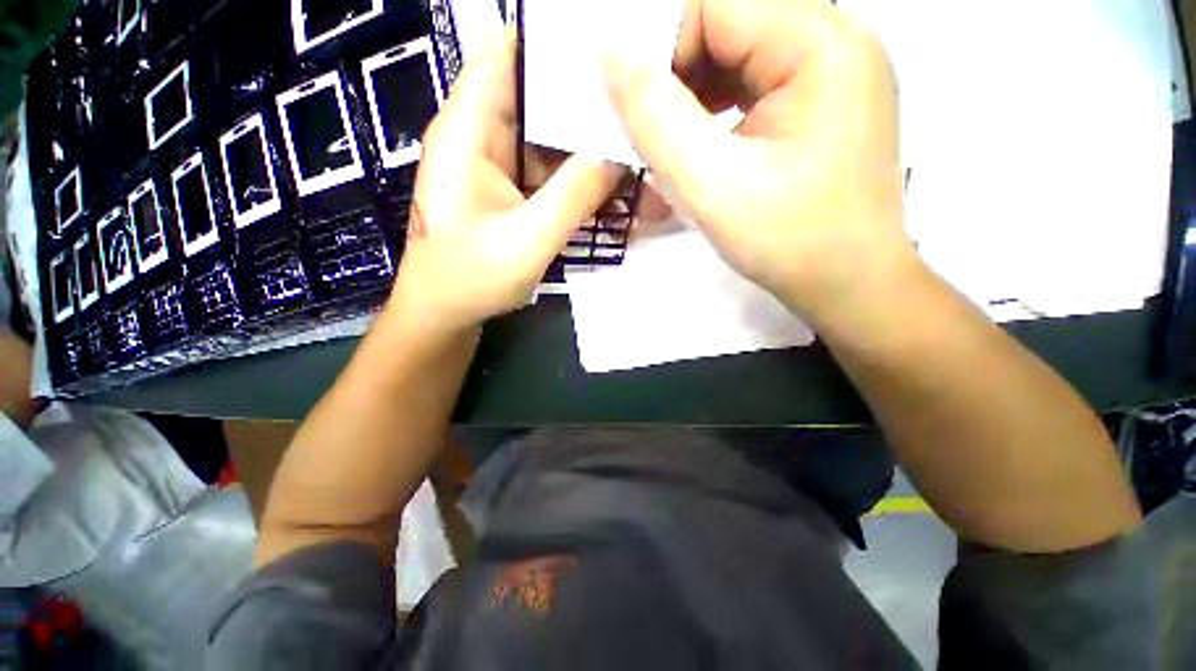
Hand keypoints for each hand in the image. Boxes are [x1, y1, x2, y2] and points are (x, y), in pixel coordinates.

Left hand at [391, 33, 621, 337]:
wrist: (444, 313)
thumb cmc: (470, 279)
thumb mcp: (527, 240)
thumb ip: (574, 195)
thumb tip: (620, 153)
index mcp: (468, 130)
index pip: (509, 53)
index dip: (557, 42)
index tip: (611, 48)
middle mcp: (481, 135)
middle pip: (538, 92)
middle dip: (587, 96)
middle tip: (641, 103)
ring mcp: (498, 163)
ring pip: (550, 134)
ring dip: (589, 140)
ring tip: (637, 140)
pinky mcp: (511, 188)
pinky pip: (551, 168)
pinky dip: (579, 172)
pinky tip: (612, 179)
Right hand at [605, 0, 912, 322]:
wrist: (849, 286)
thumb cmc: (788, 242)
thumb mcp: (711, 186)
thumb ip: (656, 120)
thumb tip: (611, 59)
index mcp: (820, 44)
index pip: (716, 4)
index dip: (664, 51)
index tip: (641, 115)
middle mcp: (834, 42)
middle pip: (728, 26)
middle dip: (678, 80)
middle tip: (654, 140)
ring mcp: (831, 75)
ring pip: (737, 59)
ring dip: (694, 102)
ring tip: (676, 153)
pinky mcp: (820, 106)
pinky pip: (754, 88)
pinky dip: (717, 117)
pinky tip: (705, 156)